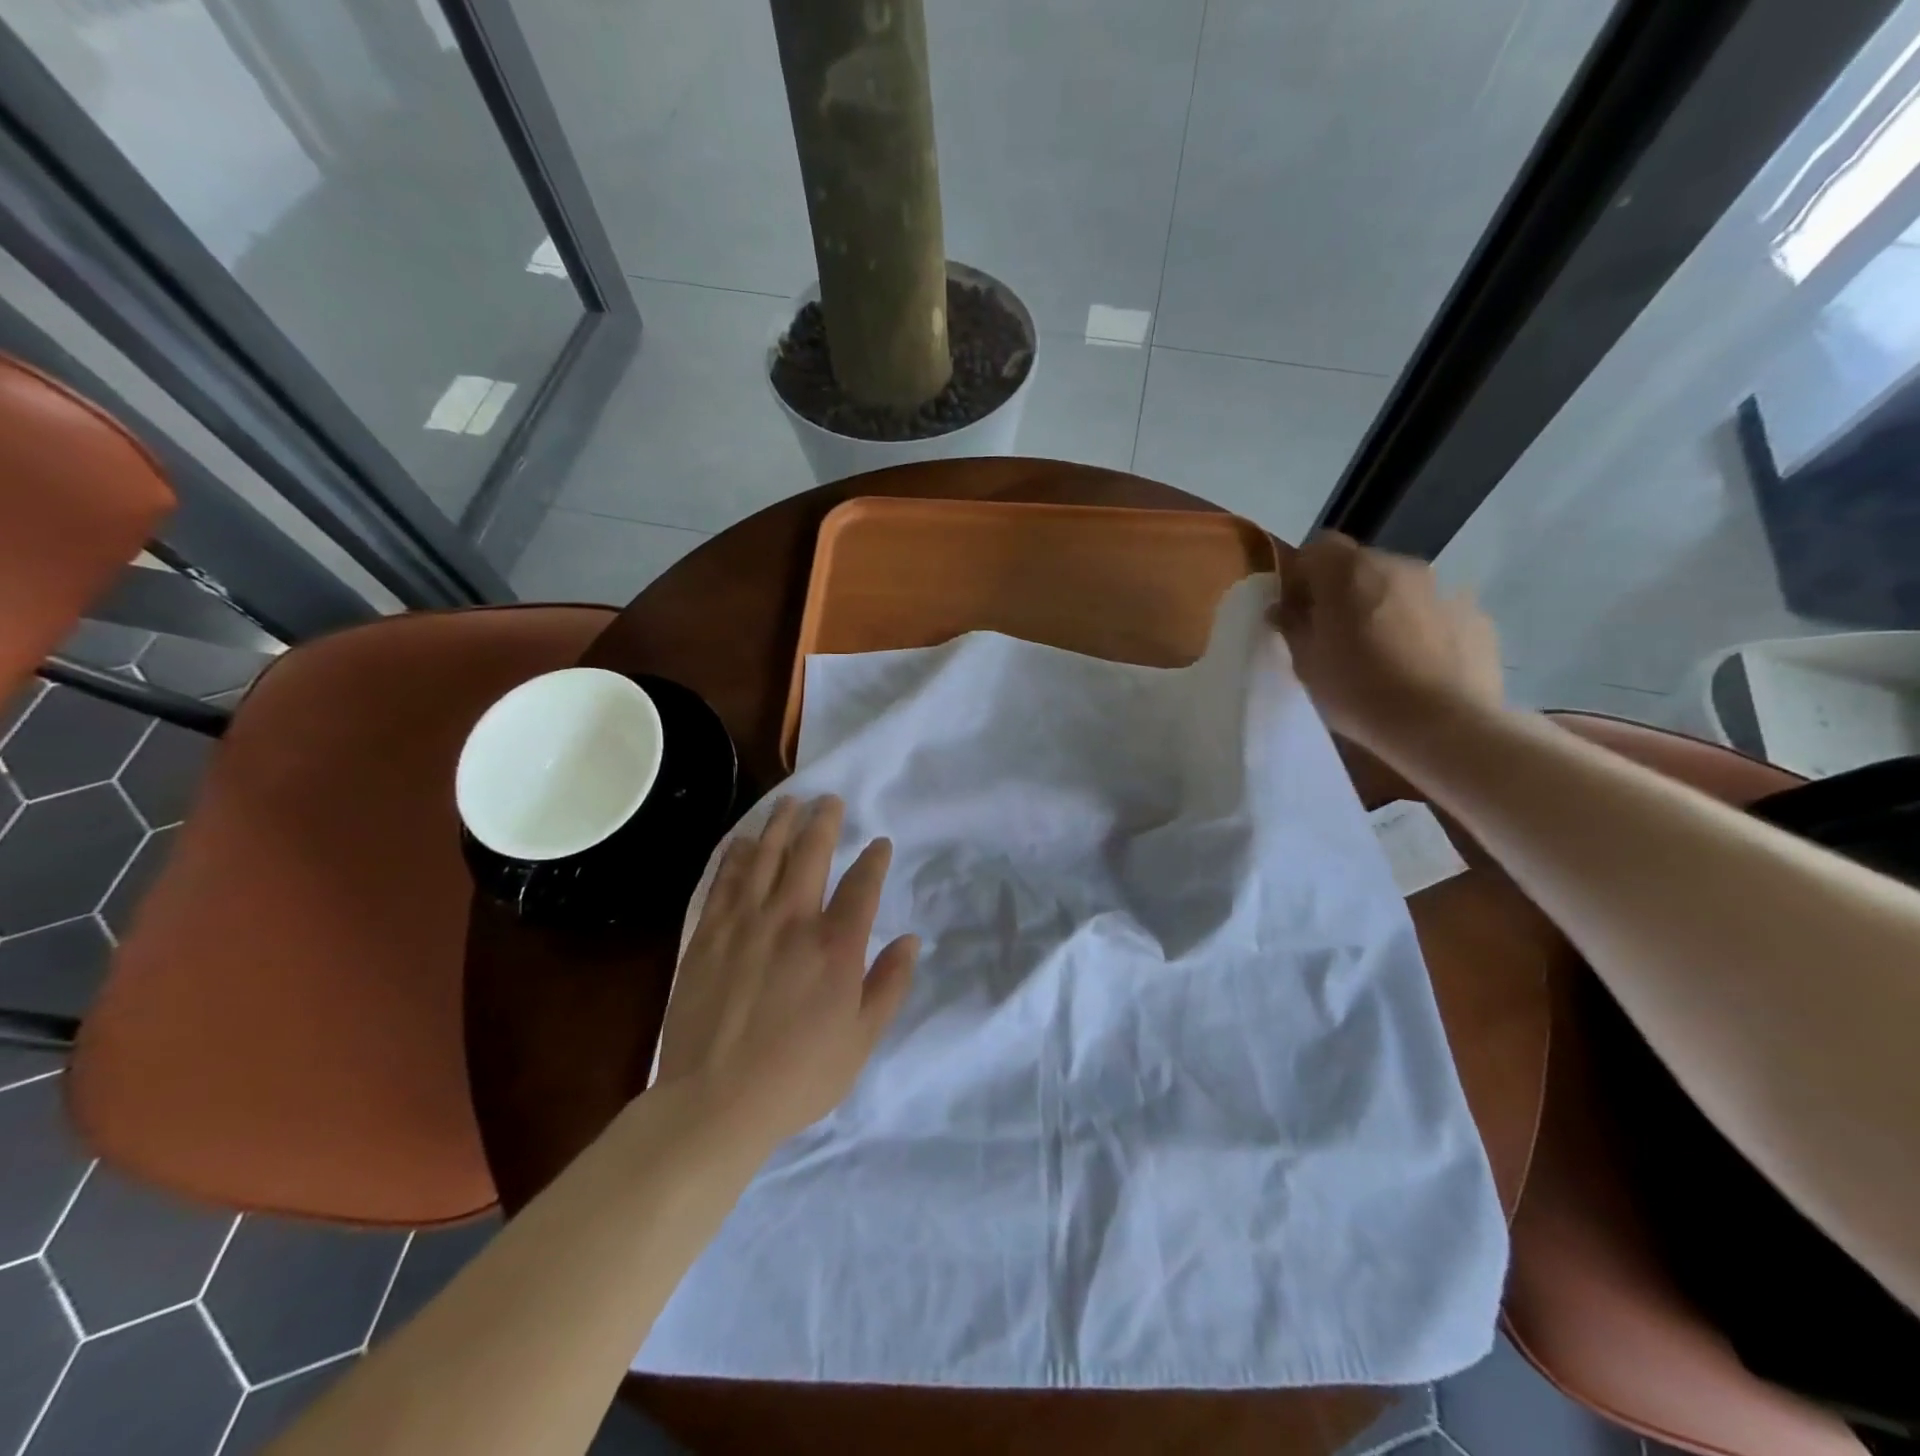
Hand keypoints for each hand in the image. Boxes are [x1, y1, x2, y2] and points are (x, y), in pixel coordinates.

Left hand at [654, 795, 917, 1147]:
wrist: (714, 1102)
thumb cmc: (799, 1075)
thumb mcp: (861, 1039)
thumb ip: (889, 985)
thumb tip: (910, 940)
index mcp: (836, 946)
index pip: (862, 885)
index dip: (874, 860)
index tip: (880, 844)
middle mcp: (792, 921)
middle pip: (811, 855)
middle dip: (824, 822)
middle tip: (830, 800)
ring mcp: (745, 923)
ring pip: (765, 857)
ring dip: (780, 825)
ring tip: (790, 803)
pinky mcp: (708, 935)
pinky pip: (725, 882)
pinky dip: (737, 856)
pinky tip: (743, 841)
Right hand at [1273, 533, 1504, 753]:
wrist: (1442, 725)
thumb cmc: (1358, 690)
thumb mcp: (1306, 662)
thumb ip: (1293, 625)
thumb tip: (1284, 608)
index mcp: (1351, 570)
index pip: (1318, 547)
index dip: (1304, 575)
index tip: (1297, 609)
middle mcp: (1400, 565)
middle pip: (1362, 566)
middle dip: (1345, 593)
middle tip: (1335, 636)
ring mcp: (1445, 589)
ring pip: (1400, 590)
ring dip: (1385, 610)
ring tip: (1380, 655)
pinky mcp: (1476, 616)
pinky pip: (1435, 614)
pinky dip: (1421, 630)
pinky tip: (1417, 668)